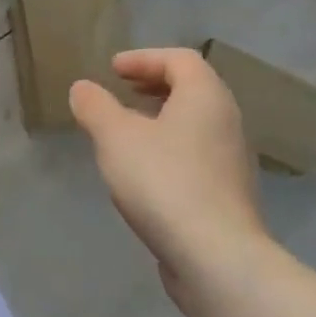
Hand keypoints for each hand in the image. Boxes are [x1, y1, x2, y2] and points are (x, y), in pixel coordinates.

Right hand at [69, 48, 270, 287]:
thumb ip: (95, 107)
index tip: (113, 69)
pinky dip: (170, 149)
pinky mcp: (229, 195)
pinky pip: (197, 155)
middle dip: (154, 86)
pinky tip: (144, 172)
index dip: (144, 58)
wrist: (216, 257)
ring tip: (127, 132)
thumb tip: (83, 88)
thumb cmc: (164, 181)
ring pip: (195, 125)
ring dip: (161, 119)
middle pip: (193, 89)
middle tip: (122, 92)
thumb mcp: (115, 137)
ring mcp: (233, 161)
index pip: (180, 60)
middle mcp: (227, 122)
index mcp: (206, 97)